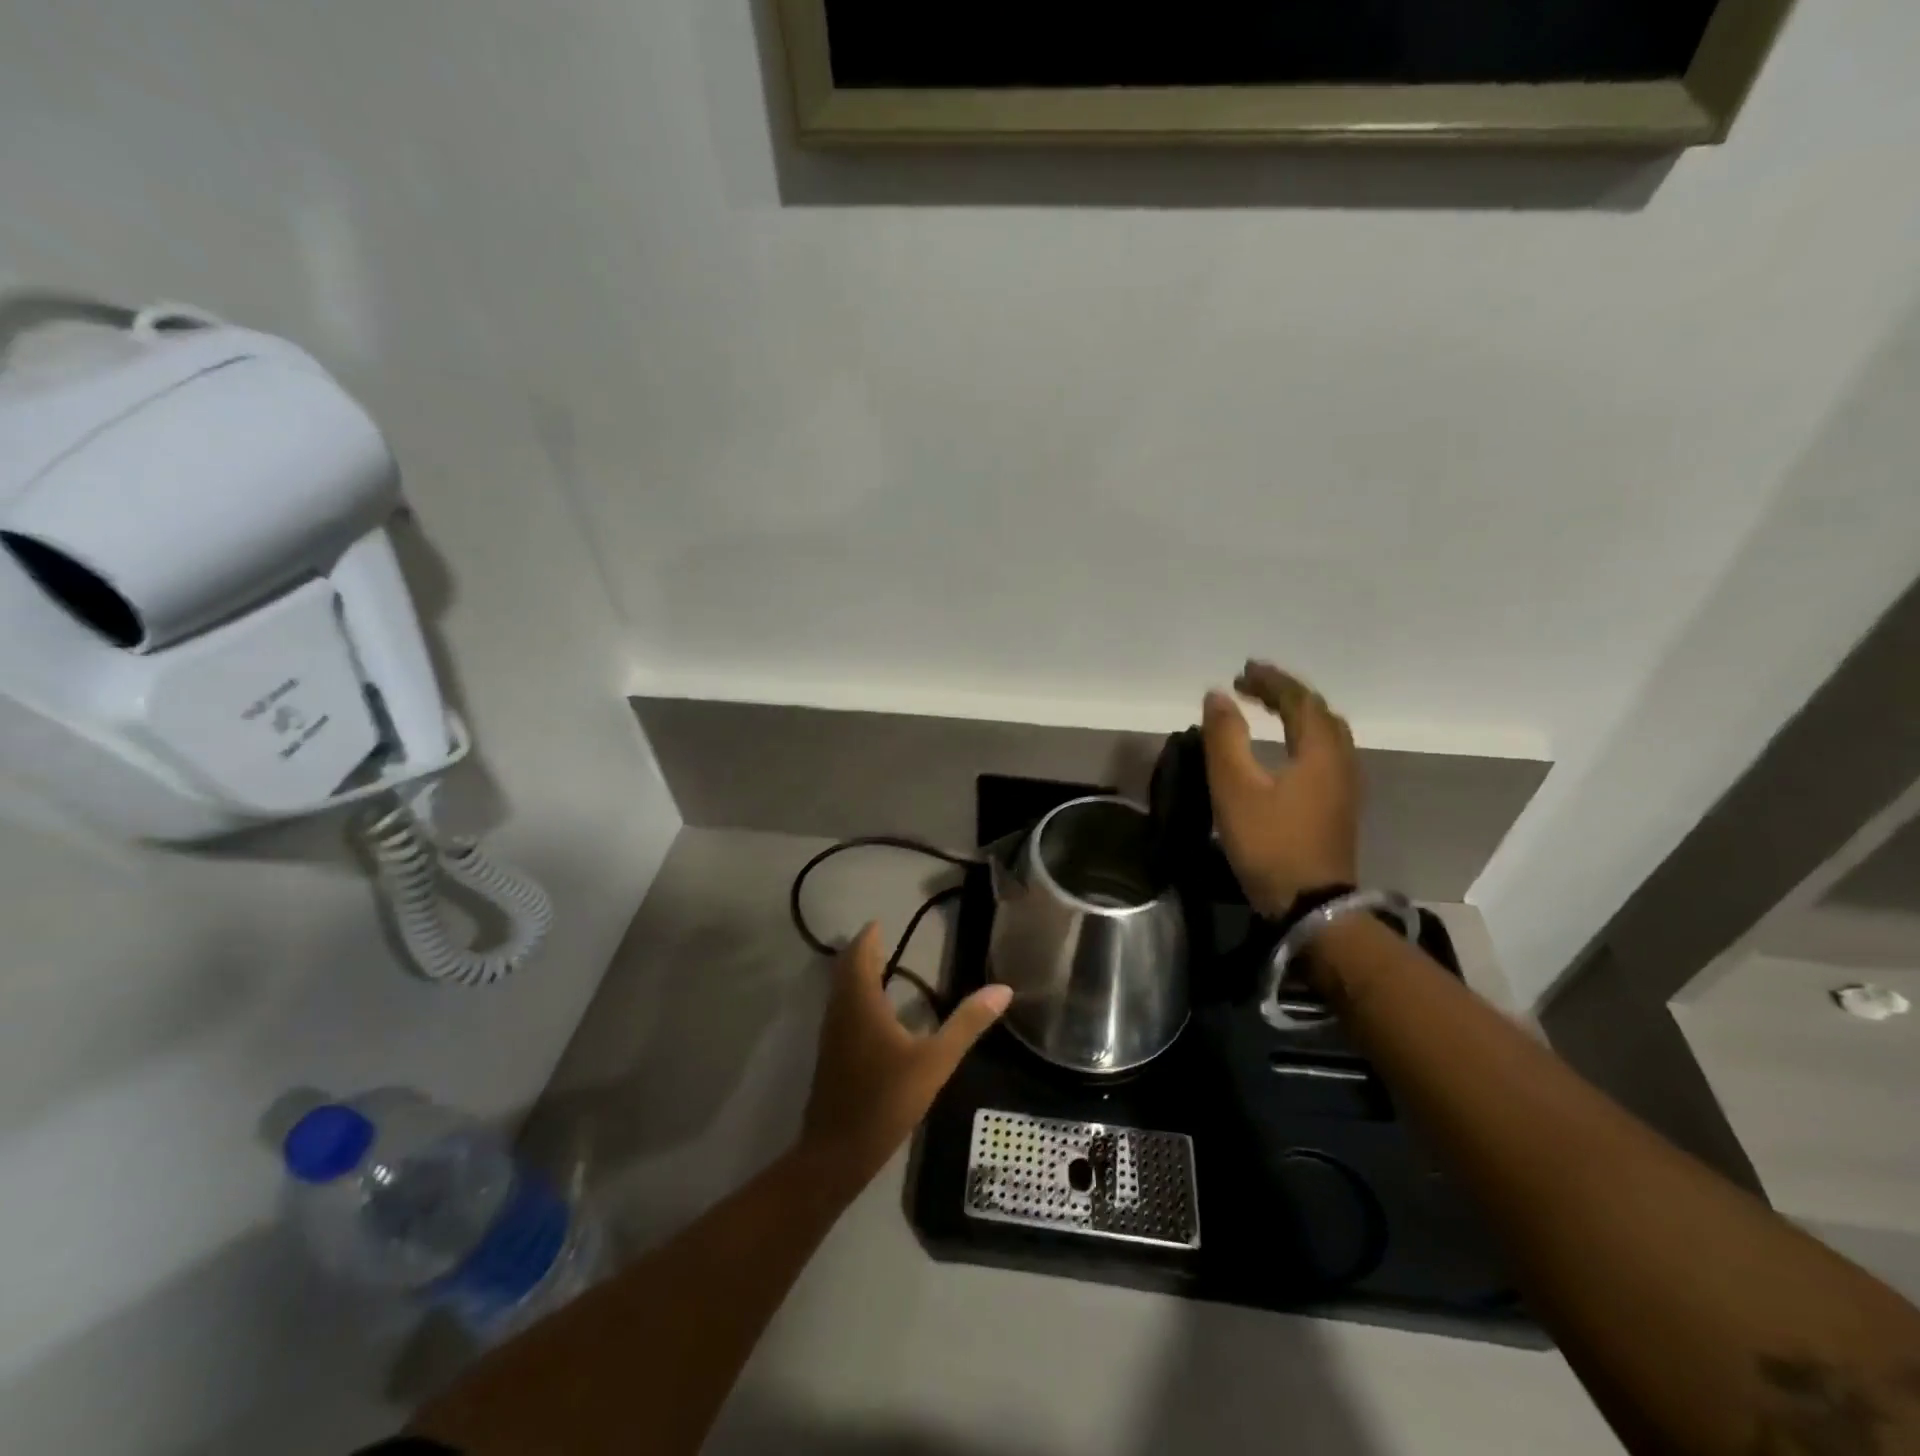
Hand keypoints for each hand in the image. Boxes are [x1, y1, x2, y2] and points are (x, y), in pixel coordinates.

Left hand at [799, 924, 1010, 1193]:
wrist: (837, 1153)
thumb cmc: (886, 1100)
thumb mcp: (934, 1061)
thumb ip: (967, 1024)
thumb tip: (1002, 989)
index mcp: (861, 1002)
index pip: (860, 954)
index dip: (868, 936)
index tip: (880, 921)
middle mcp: (841, 1010)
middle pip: (845, 969)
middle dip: (861, 951)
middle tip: (881, 938)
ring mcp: (831, 1034)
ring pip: (840, 990)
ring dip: (855, 973)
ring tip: (879, 966)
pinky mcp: (831, 1055)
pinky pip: (840, 1009)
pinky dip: (854, 996)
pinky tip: (874, 1012)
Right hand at [1201, 661, 1359, 916]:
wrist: (1313, 906)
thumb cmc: (1270, 843)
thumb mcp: (1235, 788)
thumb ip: (1224, 738)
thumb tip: (1218, 695)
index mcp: (1318, 750)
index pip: (1299, 700)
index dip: (1271, 680)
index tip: (1242, 672)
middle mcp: (1340, 761)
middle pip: (1319, 713)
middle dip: (1286, 693)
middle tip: (1252, 687)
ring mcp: (1345, 787)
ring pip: (1327, 734)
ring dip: (1298, 715)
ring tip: (1268, 711)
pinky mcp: (1340, 807)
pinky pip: (1326, 754)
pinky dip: (1303, 737)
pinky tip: (1285, 750)